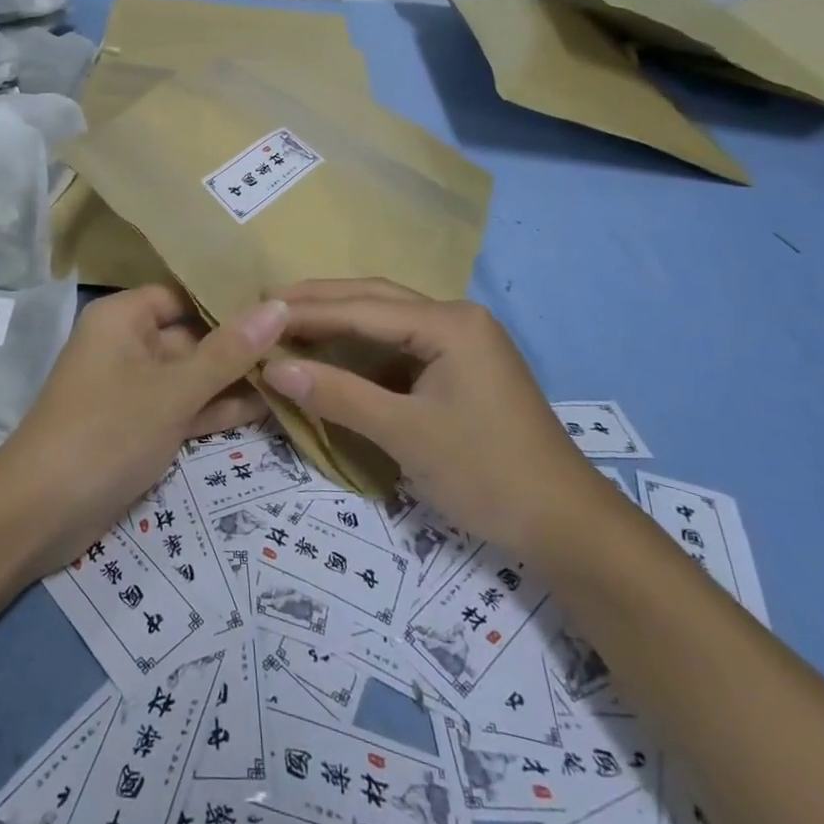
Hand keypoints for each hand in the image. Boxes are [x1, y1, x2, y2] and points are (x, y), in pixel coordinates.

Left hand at [0, 287, 288, 573]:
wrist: (40, 514)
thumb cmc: (106, 432)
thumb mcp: (173, 390)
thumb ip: (228, 351)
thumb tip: (279, 306)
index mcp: (124, 319)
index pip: (184, 294)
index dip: (230, 298)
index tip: (285, 303)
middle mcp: (128, 345)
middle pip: (193, 335)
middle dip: (242, 344)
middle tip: (305, 341)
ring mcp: (135, 389)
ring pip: (193, 375)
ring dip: (236, 380)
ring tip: (298, 374)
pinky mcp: (141, 427)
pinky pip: (185, 407)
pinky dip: (217, 409)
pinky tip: (270, 407)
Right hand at [262, 279, 607, 555]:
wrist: (565, 524)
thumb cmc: (486, 472)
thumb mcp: (405, 433)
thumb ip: (338, 395)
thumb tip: (273, 368)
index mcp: (450, 323)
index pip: (363, 309)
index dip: (308, 311)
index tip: (258, 311)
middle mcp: (457, 318)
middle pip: (376, 299)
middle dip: (322, 300)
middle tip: (268, 304)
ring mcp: (463, 341)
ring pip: (388, 319)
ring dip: (341, 319)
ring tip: (290, 321)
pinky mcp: (462, 366)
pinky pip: (401, 344)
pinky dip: (362, 346)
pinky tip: (334, 352)